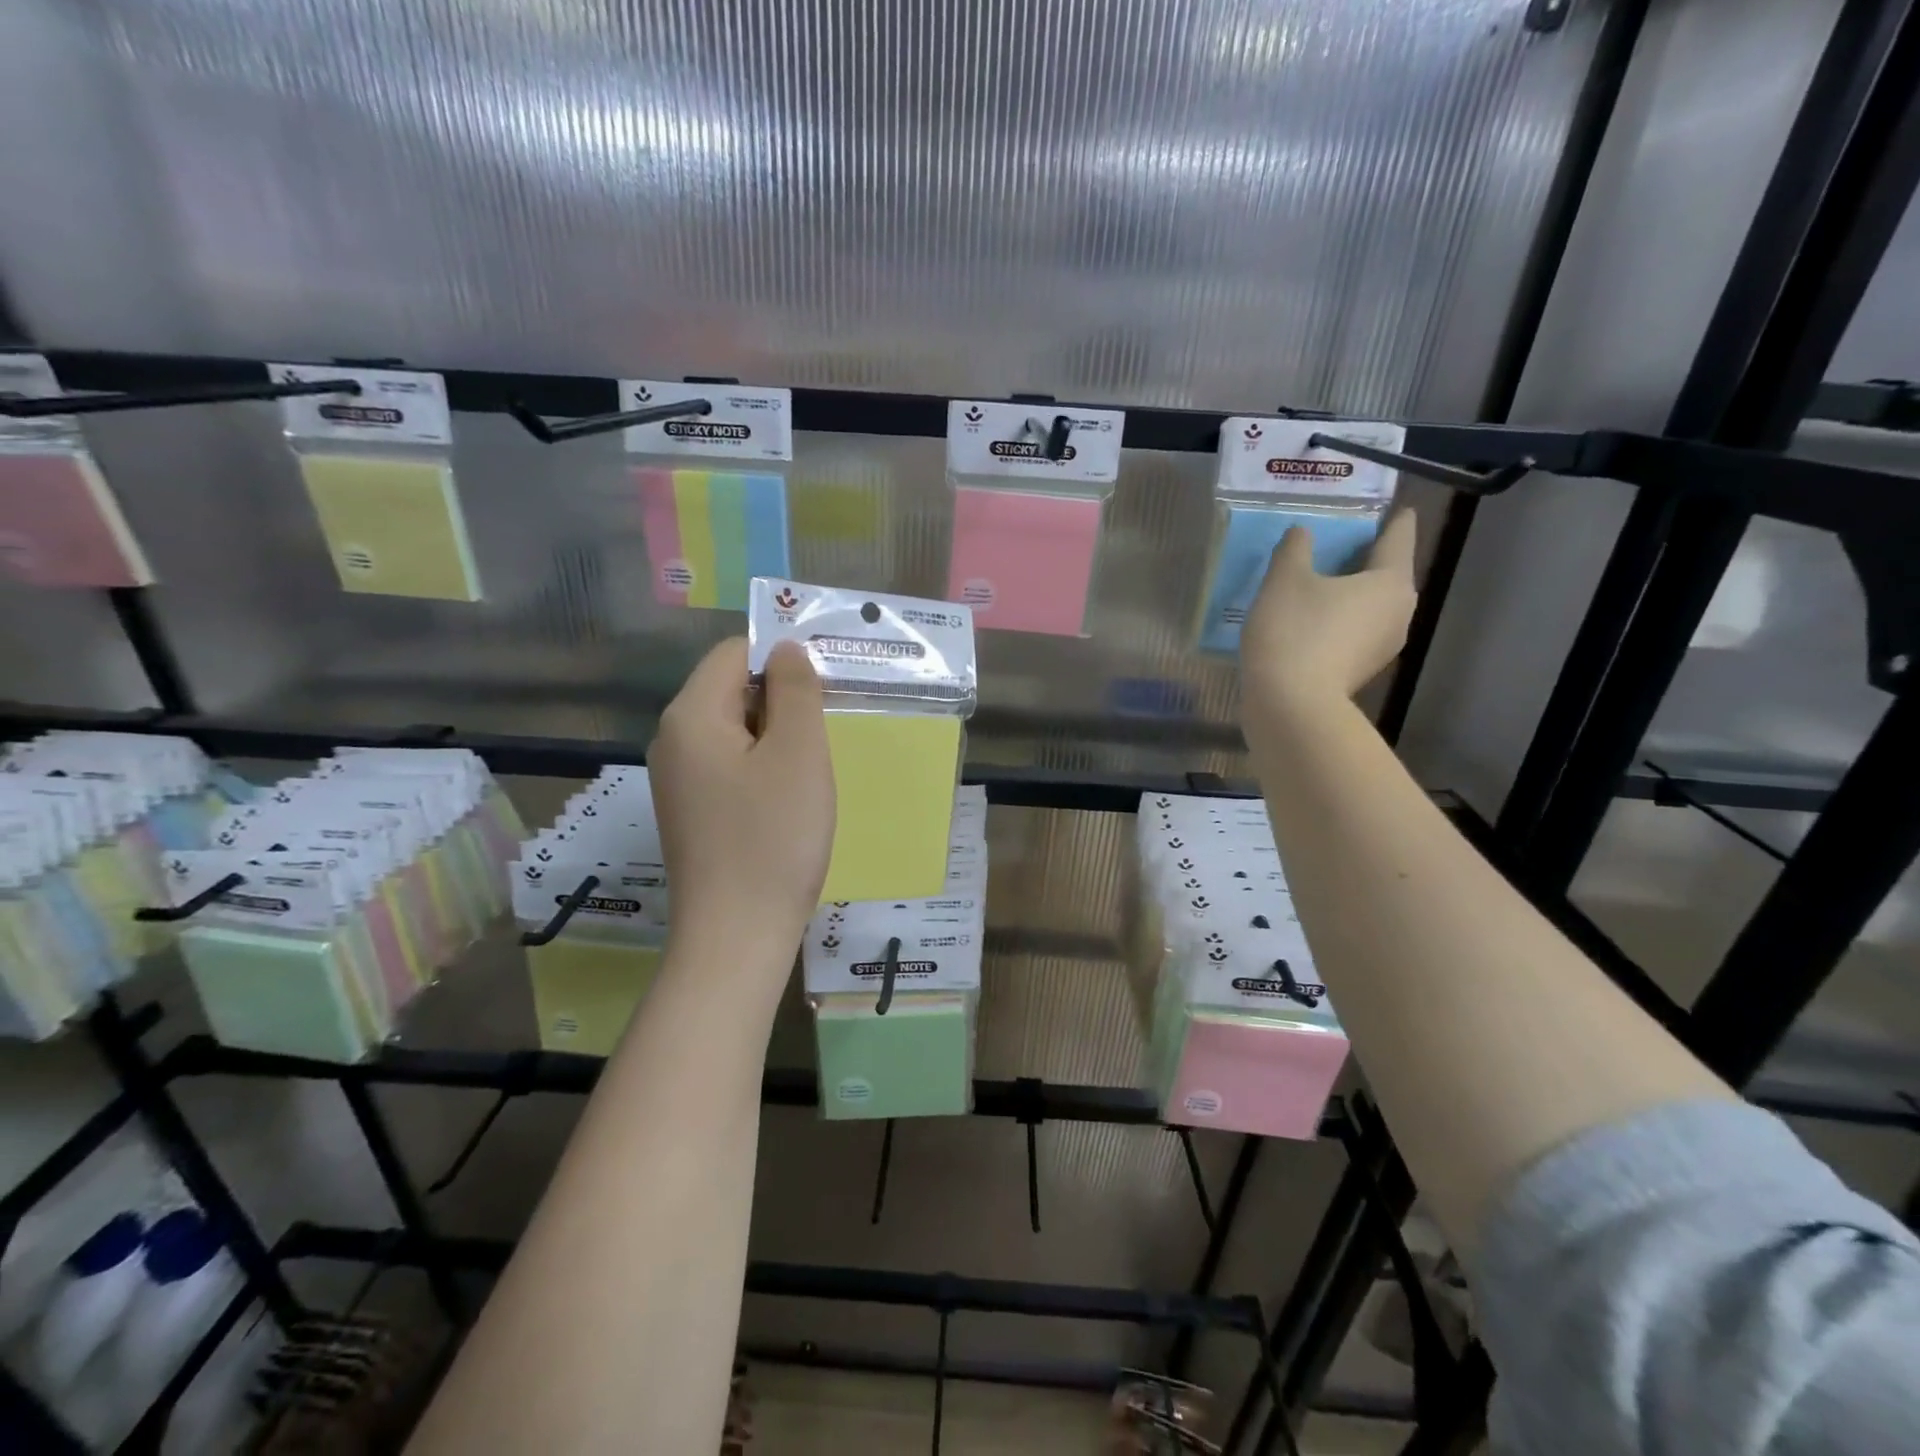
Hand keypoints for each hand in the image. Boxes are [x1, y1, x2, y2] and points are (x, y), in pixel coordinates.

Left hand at [649, 638, 834, 966]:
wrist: (736, 936)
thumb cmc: (773, 838)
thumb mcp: (798, 753)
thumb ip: (795, 689)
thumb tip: (785, 649)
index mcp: (690, 715)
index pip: (734, 652)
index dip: (781, 658)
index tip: (825, 687)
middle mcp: (673, 740)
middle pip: (732, 690)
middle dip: (782, 700)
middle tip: (827, 730)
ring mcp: (679, 780)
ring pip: (735, 731)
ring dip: (778, 738)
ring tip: (814, 768)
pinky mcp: (692, 813)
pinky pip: (731, 767)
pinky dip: (764, 769)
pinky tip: (790, 800)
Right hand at [1240, 510, 1417, 732]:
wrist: (1290, 706)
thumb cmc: (1294, 632)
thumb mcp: (1284, 579)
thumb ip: (1295, 548)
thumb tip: (1303, 533)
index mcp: (1391, 580)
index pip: (1399, 535)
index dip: (1391, 518)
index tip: (1388, 507)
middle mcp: (1400, 611)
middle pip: (1386, 572)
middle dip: (1365, 557)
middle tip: (1337, 542)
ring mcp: (1384, 646)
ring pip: (1370, 605)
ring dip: (1349, 592)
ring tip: (1318, 582)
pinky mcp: (1362, 671)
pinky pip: (1356, 632)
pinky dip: (1339, 620)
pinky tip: (1311, 620)